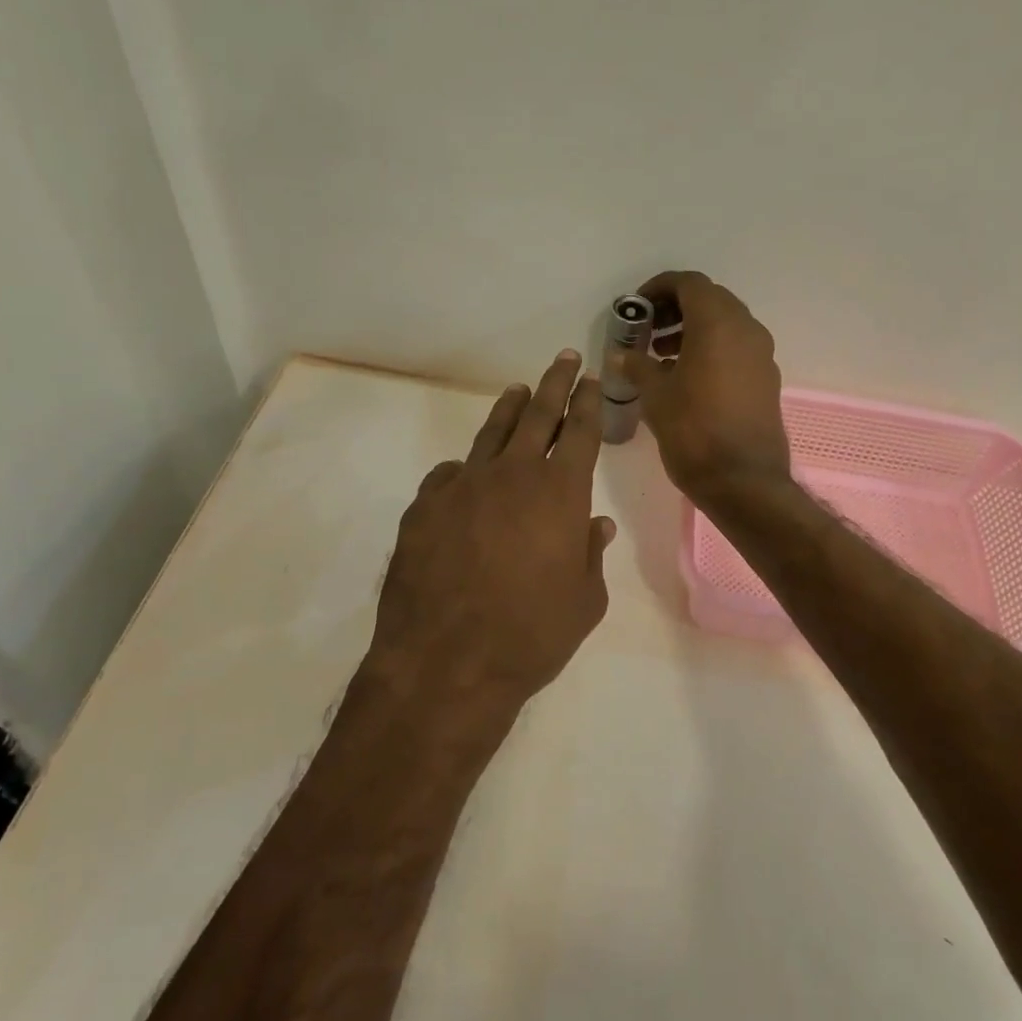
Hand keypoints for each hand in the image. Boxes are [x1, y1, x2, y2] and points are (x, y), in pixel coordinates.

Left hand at [366, 350, 614, 736]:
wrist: (447, 662)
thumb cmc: (531, 635)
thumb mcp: (585, 601)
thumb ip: (591, 554)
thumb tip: (596, 524)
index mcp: (560, 493)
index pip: (581, 432)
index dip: (588, 402)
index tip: (590, 379)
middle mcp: (513, 475)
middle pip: (538, 415)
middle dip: (554, 384)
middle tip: (563, 358)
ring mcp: (463, 486)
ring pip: (491, 434)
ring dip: (508, 409)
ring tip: (517, 391)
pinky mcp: (425, 506)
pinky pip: (450, 475)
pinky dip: (465, 469)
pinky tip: (466, 475)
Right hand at [622, 271, 790, 505]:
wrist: (744, 481)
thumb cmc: (694, 432)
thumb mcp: (656, 396)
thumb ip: (637, 366)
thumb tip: (621, 355)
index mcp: (717, 324)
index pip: (689, 283)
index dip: (660, 288)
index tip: (638, 307)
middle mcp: (746, 330)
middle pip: (710, 299)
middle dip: (676, 308)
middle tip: (648, 329)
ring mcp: (761, 354)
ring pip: (726, 324)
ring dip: (693, 328)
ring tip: (661, 354)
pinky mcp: (767, 379)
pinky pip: (737, 347)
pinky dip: (711, 348)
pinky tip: (686, 376)